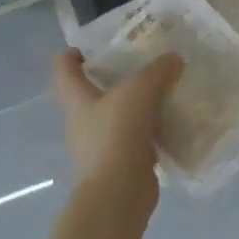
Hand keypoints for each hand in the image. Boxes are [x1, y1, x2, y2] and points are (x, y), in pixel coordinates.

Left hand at [50, 50, 183, 198]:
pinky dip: (153, 129)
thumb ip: (158, 70)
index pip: (64, 68)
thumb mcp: (140, 90)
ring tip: (166, 88)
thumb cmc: (117, 134)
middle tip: (145, 62)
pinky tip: (174, 120)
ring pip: (119, 115)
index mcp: (77, 99)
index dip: (74, 53)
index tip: (98, 43)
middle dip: (117, 76)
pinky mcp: (122, 163)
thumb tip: (174, 59)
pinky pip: (138, 138)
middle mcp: (83, 121)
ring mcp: (102, 145)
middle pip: (94, 91)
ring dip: (139, 104)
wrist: (119, 194)